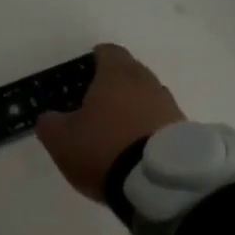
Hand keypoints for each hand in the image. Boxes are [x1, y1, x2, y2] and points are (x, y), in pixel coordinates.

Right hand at [36, 44, 185, 201]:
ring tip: (117, 130)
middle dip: (114, 84)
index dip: (94, 59)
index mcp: (116, 74)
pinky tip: (137, 147)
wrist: (159, 182)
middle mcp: (147, 82)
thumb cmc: (104, 148)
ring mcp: (169, 105)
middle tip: (96, 103)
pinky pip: (160, 120)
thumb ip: (50, 123)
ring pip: (147, 96)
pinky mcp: (184, 130)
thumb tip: (50, 117)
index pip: (107, 52)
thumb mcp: (61, 139)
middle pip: (130, 72)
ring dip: (133, 107)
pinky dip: (148, 127)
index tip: (84, 72)